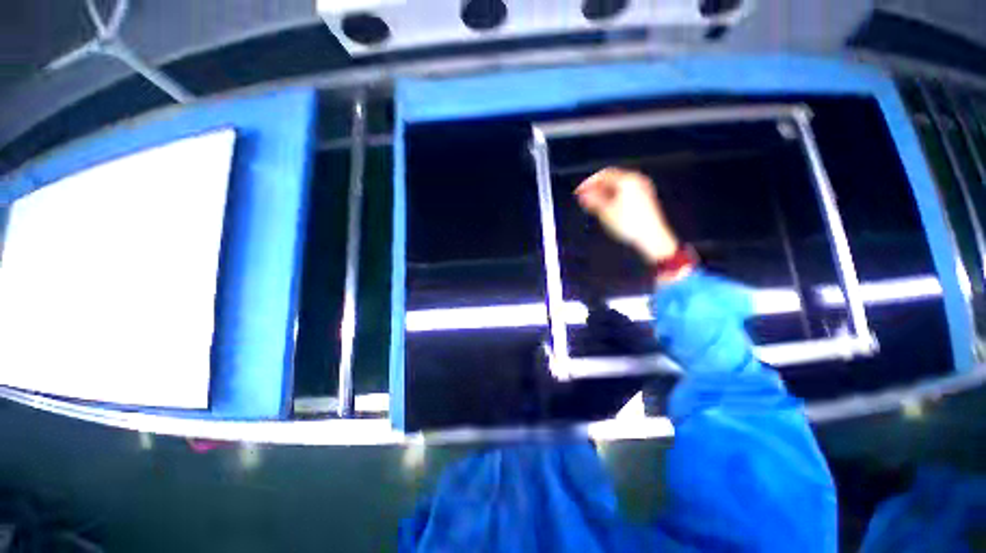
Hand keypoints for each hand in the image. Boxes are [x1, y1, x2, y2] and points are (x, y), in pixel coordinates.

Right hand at [574, 168, 678, 263]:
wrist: (651, 237)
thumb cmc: (631, 224)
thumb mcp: (606, 212)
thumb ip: (593, 200)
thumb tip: (583, 195)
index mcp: (627, 180)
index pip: (603, 175)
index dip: (588, 183)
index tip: (579, 191)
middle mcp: (637, 180)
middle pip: (611, 179)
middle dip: (596, 188)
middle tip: (585, 197)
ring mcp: (643, 188)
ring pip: (618, 186)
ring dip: (604, 193)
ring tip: (593, 203)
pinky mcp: (645, 198)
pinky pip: (625, 192)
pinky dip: (613, 196)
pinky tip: (606, 206)